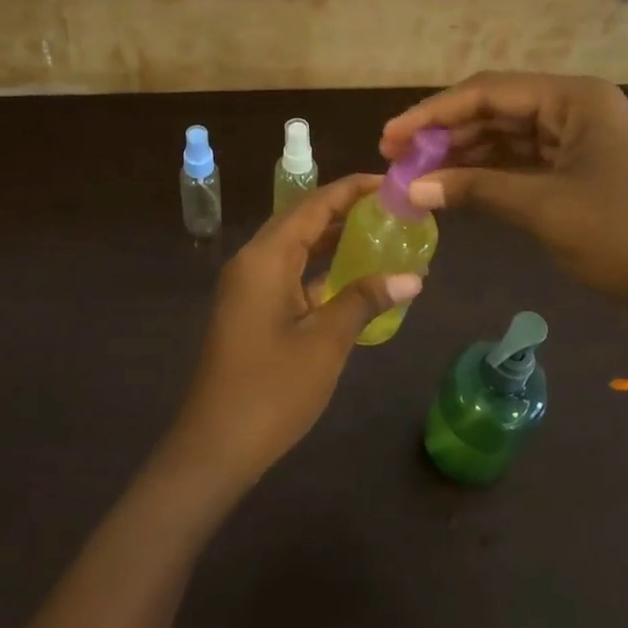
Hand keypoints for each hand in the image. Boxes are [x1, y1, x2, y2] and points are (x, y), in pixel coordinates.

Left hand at [163, 175, 422, 490]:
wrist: (215, 446)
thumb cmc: (271, 390)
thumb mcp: (325, 343)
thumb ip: (365, 301)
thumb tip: (412, 277)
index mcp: (265, 258)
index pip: (313, 205)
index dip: (351, 190)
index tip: (389, 182)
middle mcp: (251, 262)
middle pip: (301, 221)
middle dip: (344, 210)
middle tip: (390, 208)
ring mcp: (246, 287)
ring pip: (293, 248)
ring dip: (331, 239)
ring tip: (379, 233)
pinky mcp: (248, 310)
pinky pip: (287, 274)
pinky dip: (317, 270)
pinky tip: (351, 278)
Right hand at [381, 72, 627, 365]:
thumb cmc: (625, 239)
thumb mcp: (544, 209)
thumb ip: (475, 189)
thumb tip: (409, 187)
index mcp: (575, 99)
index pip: (488, 92)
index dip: (432, 113)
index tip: (389, 137)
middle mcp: (575, 108)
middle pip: (495, 110)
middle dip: (444, 134)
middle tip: (395, 159)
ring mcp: (579, 140)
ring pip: (506, 137)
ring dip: (462, 155)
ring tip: (415, 176)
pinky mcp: (579, 171)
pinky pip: (522, 163)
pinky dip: (487, 175)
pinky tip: (453, 188)